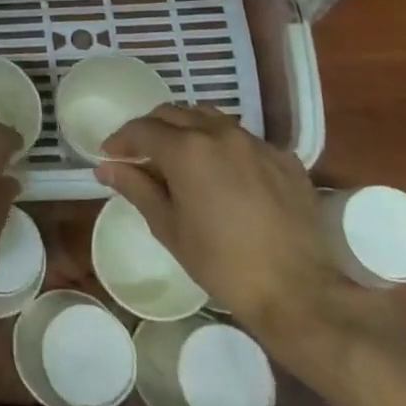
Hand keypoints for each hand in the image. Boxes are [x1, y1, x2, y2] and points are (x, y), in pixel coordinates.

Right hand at [96, 103, 350, 349]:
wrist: (299, 291)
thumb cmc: (222, 263)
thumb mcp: (168, 227)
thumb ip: (136, 188)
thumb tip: (106, 167)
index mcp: (187, 149)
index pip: (142, 129)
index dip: (120, 140)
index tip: (109, 155)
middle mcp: (220, 133)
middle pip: (174, 113)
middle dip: (151, 129)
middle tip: (140, 154)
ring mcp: (256, 143)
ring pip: (210, 118)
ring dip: (187, 129)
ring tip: (181, 156)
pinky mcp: (285, 159)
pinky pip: (244, 139)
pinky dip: (224, 146)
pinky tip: (224, 174)